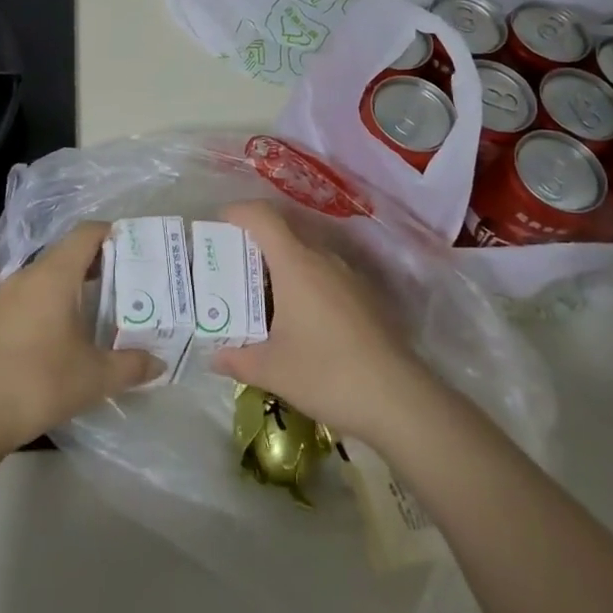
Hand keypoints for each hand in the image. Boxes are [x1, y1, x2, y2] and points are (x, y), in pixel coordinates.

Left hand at [0, 221, 162, 456]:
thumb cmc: (42, 384)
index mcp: (57, 276)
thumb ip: (131, 365)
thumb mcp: (96, 377)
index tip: (130, 248)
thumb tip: (159, 361)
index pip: (86, 235)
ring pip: (33, 271)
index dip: (109, 234)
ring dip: (56, 277)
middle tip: (114, 282)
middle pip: (63, 252)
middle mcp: (27, 275)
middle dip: (90, 261)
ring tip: (76, 297)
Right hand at [210, 200, 434, 442]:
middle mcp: (323, 259)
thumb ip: (237, 359)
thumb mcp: (272, 370)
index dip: (238, 212)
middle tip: (234, 269)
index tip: (219, 224)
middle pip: (284, 233)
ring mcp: (349, 276)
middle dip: (256, 244)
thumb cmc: (326, 373)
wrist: (398, 399)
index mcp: (296, 263)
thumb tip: (214, 356)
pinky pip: (326, 275)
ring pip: (308, 255)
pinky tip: (301, 320)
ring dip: (282, 266)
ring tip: (264, 297)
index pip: (263, 217)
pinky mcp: (366, 296)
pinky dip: (306, 284)